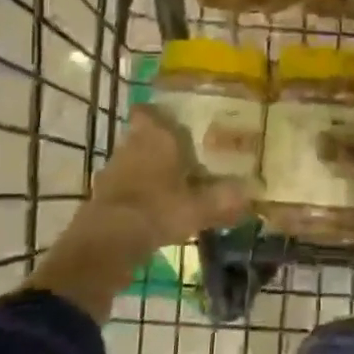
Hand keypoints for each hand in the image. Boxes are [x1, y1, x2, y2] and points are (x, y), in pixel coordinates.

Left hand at [25, 106, 249, 320]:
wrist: (109, 242)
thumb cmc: (159, 208)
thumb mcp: (200, 206)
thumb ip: (225, 199)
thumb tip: (252, 193)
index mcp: (154, 137)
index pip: (147, 111)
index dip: (158, 113)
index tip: (175, 120)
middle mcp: (130, 146)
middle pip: (141, 136)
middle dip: (159, 144)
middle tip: (184, 155)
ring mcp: (112, 171)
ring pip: (132, 161)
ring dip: (147, 170)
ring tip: (172, 184)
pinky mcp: (101, 197)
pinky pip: (123, 187)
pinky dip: (136, 194)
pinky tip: (153, 209)